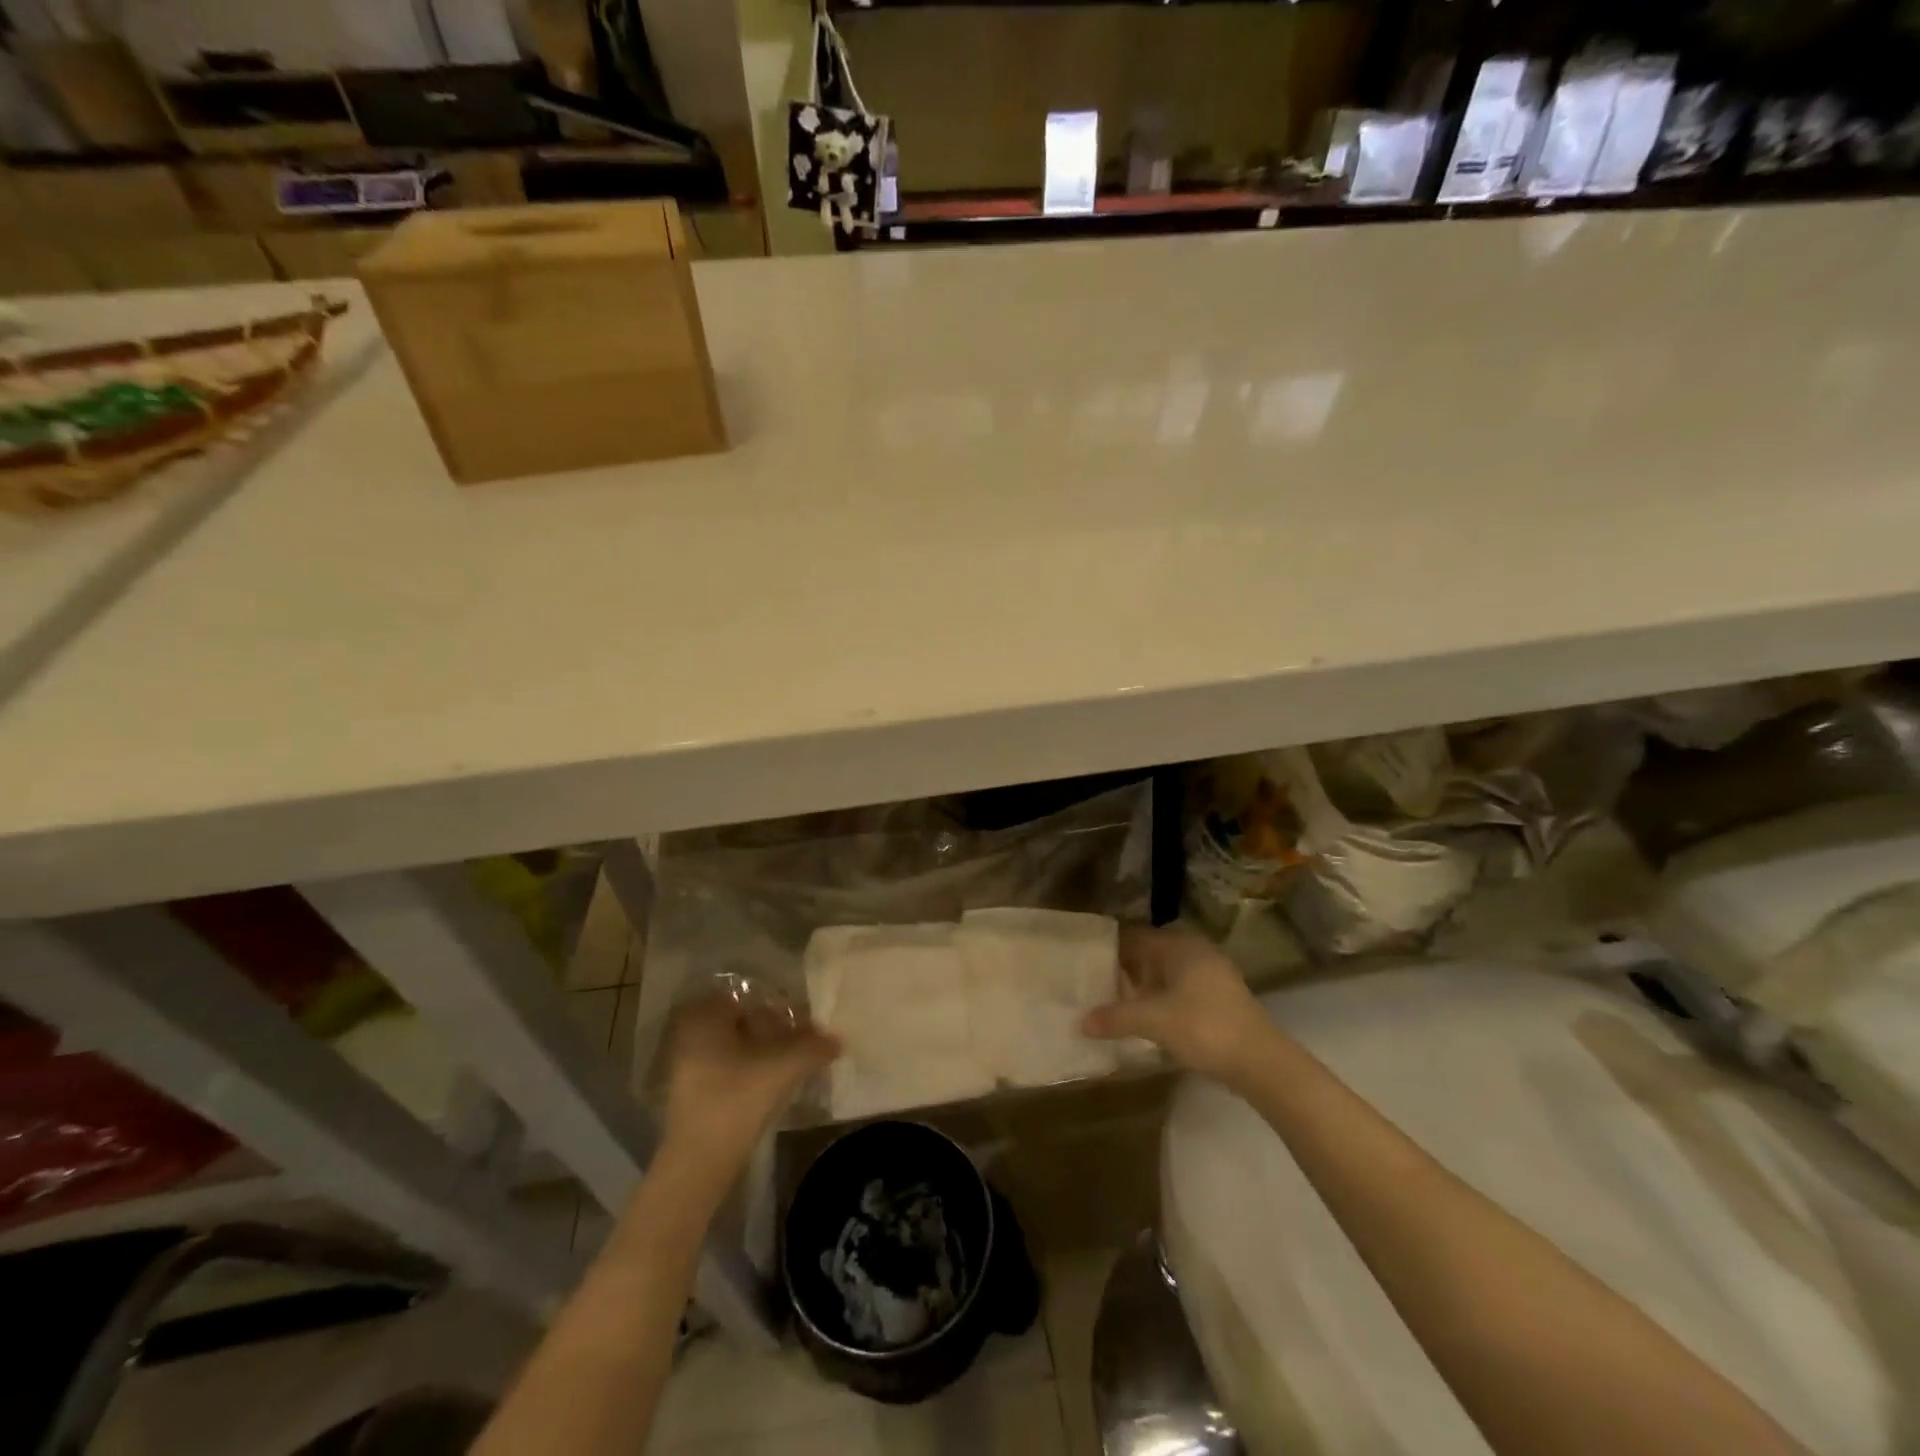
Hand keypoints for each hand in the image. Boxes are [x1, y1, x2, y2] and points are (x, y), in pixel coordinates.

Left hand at [661, 995, 840, 1186]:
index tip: (801, 1018)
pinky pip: (728, 1068)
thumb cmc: (736, 1100)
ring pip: (736, 1047)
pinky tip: (774, 1084)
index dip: (778, 1004)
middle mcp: (690, 1035)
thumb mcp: (783, 1067)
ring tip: (793, 1063)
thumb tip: (837, 1039)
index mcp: (705, 1017)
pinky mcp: (693, 1094)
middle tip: (802, 1040)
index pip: (748, 996)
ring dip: (764, 1051)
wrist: (699, 1164)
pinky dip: (751, 1071)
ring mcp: (688, 1066)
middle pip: (742, 1021)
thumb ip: (813, 1046)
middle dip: (773, 1028)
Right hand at [1081, 927, 1277, 1087]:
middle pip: (1150, 953)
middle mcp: (1195, 951)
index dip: (1109, 947)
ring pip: (1166, 972)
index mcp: (1179, 945)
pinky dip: (1160, 998)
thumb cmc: (1204, 1027)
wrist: (1261, 1062)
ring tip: (1114, 1002)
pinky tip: (1146, 1018)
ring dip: (1142, 986)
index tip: (1084, 960)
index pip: (1134, 936)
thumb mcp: (1154, 1022)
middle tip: (1094, 983)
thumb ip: (1115, 1018)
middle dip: (1124, 967)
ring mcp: (1211, 974)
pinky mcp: (1219, 997)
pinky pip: (1179, 988)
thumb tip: (1081, 1021)